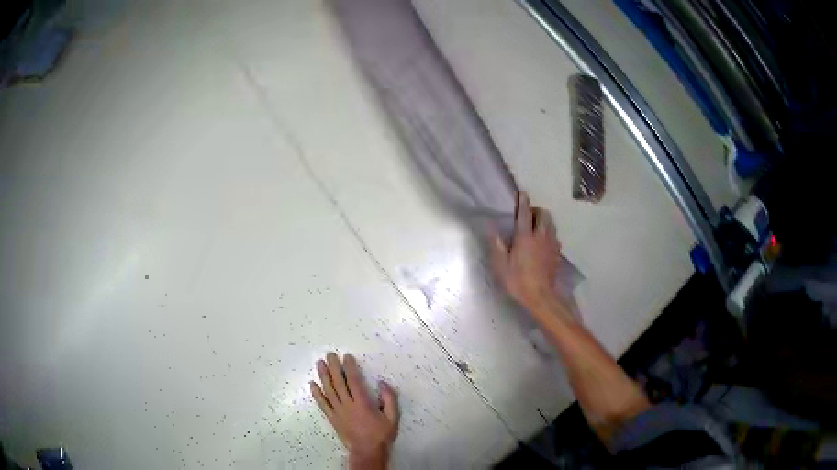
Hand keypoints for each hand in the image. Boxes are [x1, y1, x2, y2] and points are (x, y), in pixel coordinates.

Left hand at [310, 353, 398, 468]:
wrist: (367, 451)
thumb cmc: (381, 434)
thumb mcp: (393, 418)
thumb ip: (389, 399)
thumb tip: (383, 383)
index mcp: (362, 403)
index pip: (354, 381)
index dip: (349, 368)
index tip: (347, 357)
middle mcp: (347, 405)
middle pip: (338, 383)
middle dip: (334, 367)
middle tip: (330, 354)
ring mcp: (338, 412)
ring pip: (328, 391)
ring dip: (323, 376)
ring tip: (319, 363)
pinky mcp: (332, 418)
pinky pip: (322, 404)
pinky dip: (316, 394)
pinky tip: (312, 384)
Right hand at [491, 192, 568, 317]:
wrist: (541, 296)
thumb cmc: (518, 281)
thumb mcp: (501, 265)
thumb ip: (497, 245)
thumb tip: (491, 228)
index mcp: (525, 237)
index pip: (524, 214)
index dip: (523, 202)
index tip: (522, 193)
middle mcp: (540, 236)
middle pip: (543, 214)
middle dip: (536, 210)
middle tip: (528, 214)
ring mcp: (551, 244)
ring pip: (551, 223)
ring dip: (544, 219)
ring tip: (536, 224)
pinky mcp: (557, 252)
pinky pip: (555, 234)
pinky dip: (549, 231)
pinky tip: (544, 240)